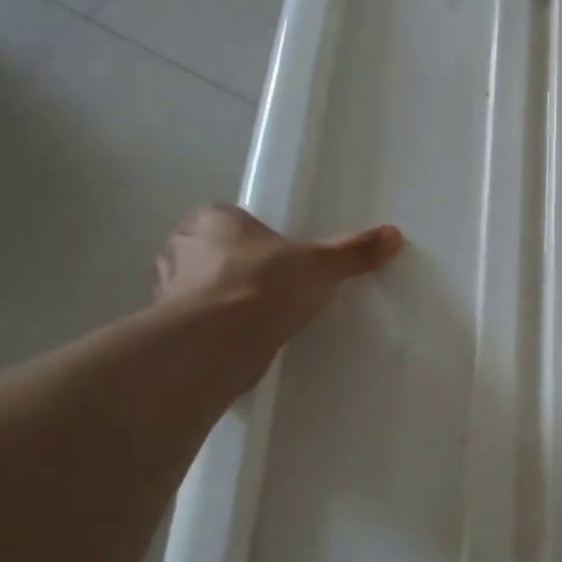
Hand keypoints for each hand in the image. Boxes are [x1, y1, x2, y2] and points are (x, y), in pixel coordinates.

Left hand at [154, 205, 401, 377]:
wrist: (218, 343)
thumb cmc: (262, 285)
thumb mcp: (319, 264)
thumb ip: (352, 251)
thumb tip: (393, 234)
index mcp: (209, 220)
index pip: (226, 218)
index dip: (252, 235)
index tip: (277, 254)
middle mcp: (180, 248)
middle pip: (212, 252)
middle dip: (236, 266)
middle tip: (273, 283)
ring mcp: (168, 291)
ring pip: (202, 288)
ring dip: (223, 299)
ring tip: (261, 314)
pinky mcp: (171, 330)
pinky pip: (200, 323)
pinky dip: (218, 330)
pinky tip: (245, 340)